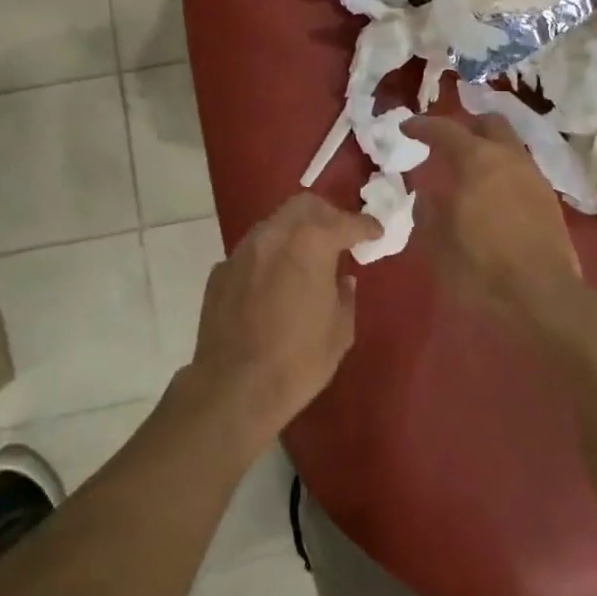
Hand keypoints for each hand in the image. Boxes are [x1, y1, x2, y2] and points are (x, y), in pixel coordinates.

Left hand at [186, 193, 380, 445]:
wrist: (233, 389)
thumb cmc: (297, 362)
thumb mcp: (339, 332)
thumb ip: (344, 296)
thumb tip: (342, 280)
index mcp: (311, 244)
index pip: (345, 222)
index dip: (365, 226)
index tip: (375, 232)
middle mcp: (275, 235)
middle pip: (304, 206)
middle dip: (327, 214)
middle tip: (339, 236)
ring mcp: (243, 250)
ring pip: (275, 223)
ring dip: (295, 232)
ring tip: (305, 258)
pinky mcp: (221, 270)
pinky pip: (252, 251)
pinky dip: (270, 257)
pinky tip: (273, 283)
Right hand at [406, 114, 583, 328]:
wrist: (542, 299)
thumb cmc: (480, 267)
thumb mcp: (437, 240)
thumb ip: (428, 208)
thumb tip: (427, 192)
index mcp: (477, 160)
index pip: (445, 130)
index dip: (423, 126)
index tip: (407, 128)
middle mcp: (509, 158)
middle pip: (489, 123)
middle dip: (467, 126)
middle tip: (446, 142)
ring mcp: (534, 177)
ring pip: (510, 146)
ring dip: (488, 148)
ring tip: (468, 171)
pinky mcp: (549, 201)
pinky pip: (521, 170)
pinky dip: (503, 171)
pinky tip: (491, 194)